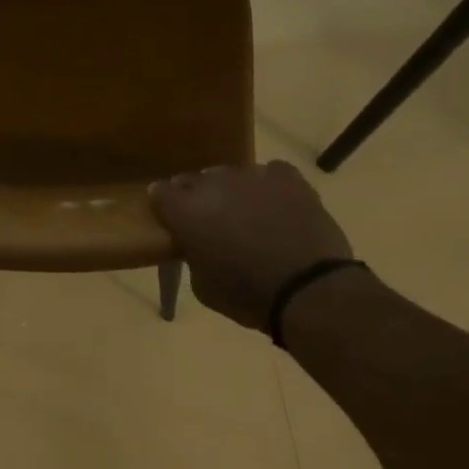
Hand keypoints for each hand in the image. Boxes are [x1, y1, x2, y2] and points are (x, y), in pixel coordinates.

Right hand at [149, 161, 353, 331]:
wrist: (308, 290)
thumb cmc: (248, 296)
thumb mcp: (203, 287)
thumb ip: (193, 256)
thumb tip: (196, 246)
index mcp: (185, 210)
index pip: (159, 192)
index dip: (165, 205)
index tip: (172, 218)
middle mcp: (212, 184)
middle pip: (196, 181)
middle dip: (200, 199)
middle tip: (213, 224)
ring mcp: (250, 175)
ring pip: (233, 177)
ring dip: (235, 193)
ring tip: (251, 218)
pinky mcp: (285, 177)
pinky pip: (271, 172)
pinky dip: (271, 186)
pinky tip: (279, 205)